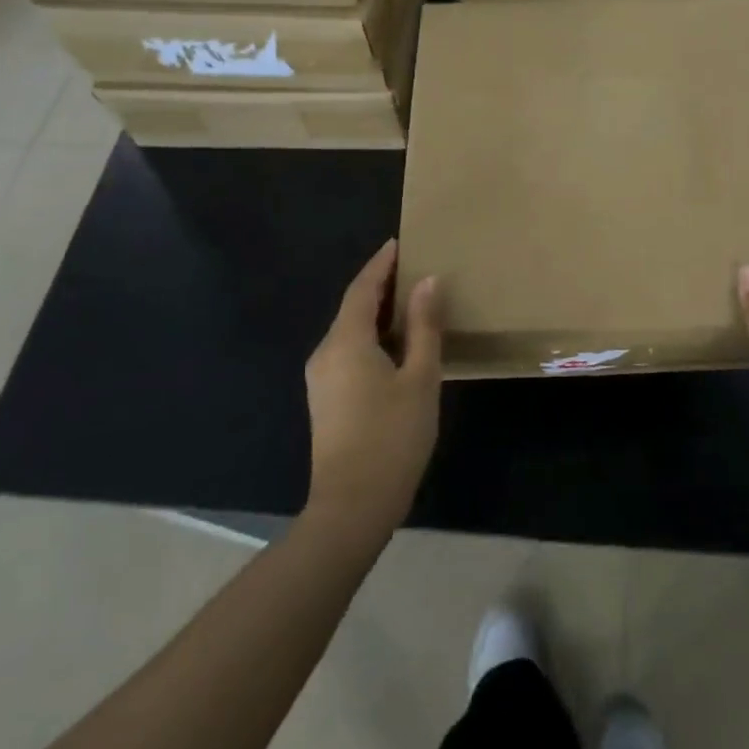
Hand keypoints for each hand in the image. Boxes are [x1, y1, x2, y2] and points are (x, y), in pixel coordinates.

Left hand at [304, 240, 442, 536]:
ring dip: (377, 312)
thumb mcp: (420, 377)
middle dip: (380, 285)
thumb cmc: (393, 437)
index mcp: (346, 342)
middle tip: (413, 268)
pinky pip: (348, 351)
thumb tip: (427, 281)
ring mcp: (321, 378)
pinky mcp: (325, 399)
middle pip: (353, 307)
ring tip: (411, 302)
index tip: (399, 243)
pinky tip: (396, 345)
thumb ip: (423, 326)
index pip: (362, 288)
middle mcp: (325, 352)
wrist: (352, 506)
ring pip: (350, 331)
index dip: (381, 264)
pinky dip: (371, 337)